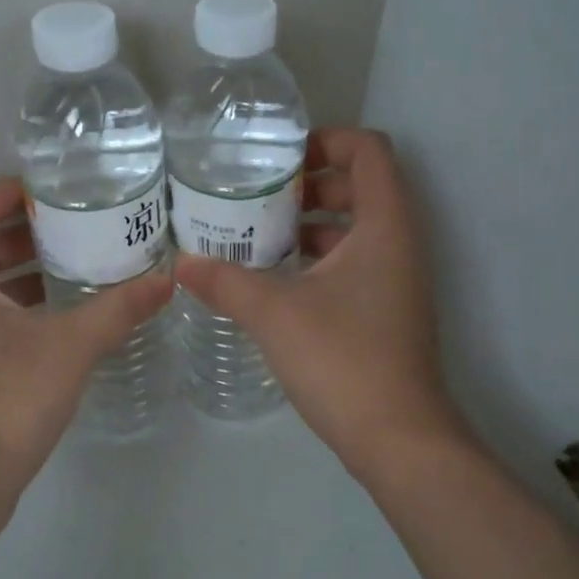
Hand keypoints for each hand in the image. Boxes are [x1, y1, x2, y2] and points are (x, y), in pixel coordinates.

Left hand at [0, 178, 173, 511]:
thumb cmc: (5, 400)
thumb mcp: (69, 347)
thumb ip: (118, 309)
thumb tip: (167, 281)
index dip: (14, 191)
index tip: (59, 191)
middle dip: (26, 231)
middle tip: (79, 224)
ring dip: (23, 270)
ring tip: (77, 263)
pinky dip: (15, 304)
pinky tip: (58, 316)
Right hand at [176, 128, 466, 478]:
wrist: (397, 438)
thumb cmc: (342, 359)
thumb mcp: (274, 313)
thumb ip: (226, 281)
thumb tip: (180, 264)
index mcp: (384, 226)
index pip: (369, 150)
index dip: (327, 141)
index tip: (279, 161)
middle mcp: (399, 244)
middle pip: (361, 186)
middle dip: (310, 184)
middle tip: (259, 198)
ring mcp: (397, 280)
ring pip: (356, 229)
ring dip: (312, 224)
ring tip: (258, 235)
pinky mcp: (387, 311)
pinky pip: (355, 263)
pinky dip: (319, 259)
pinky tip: (277, 280)